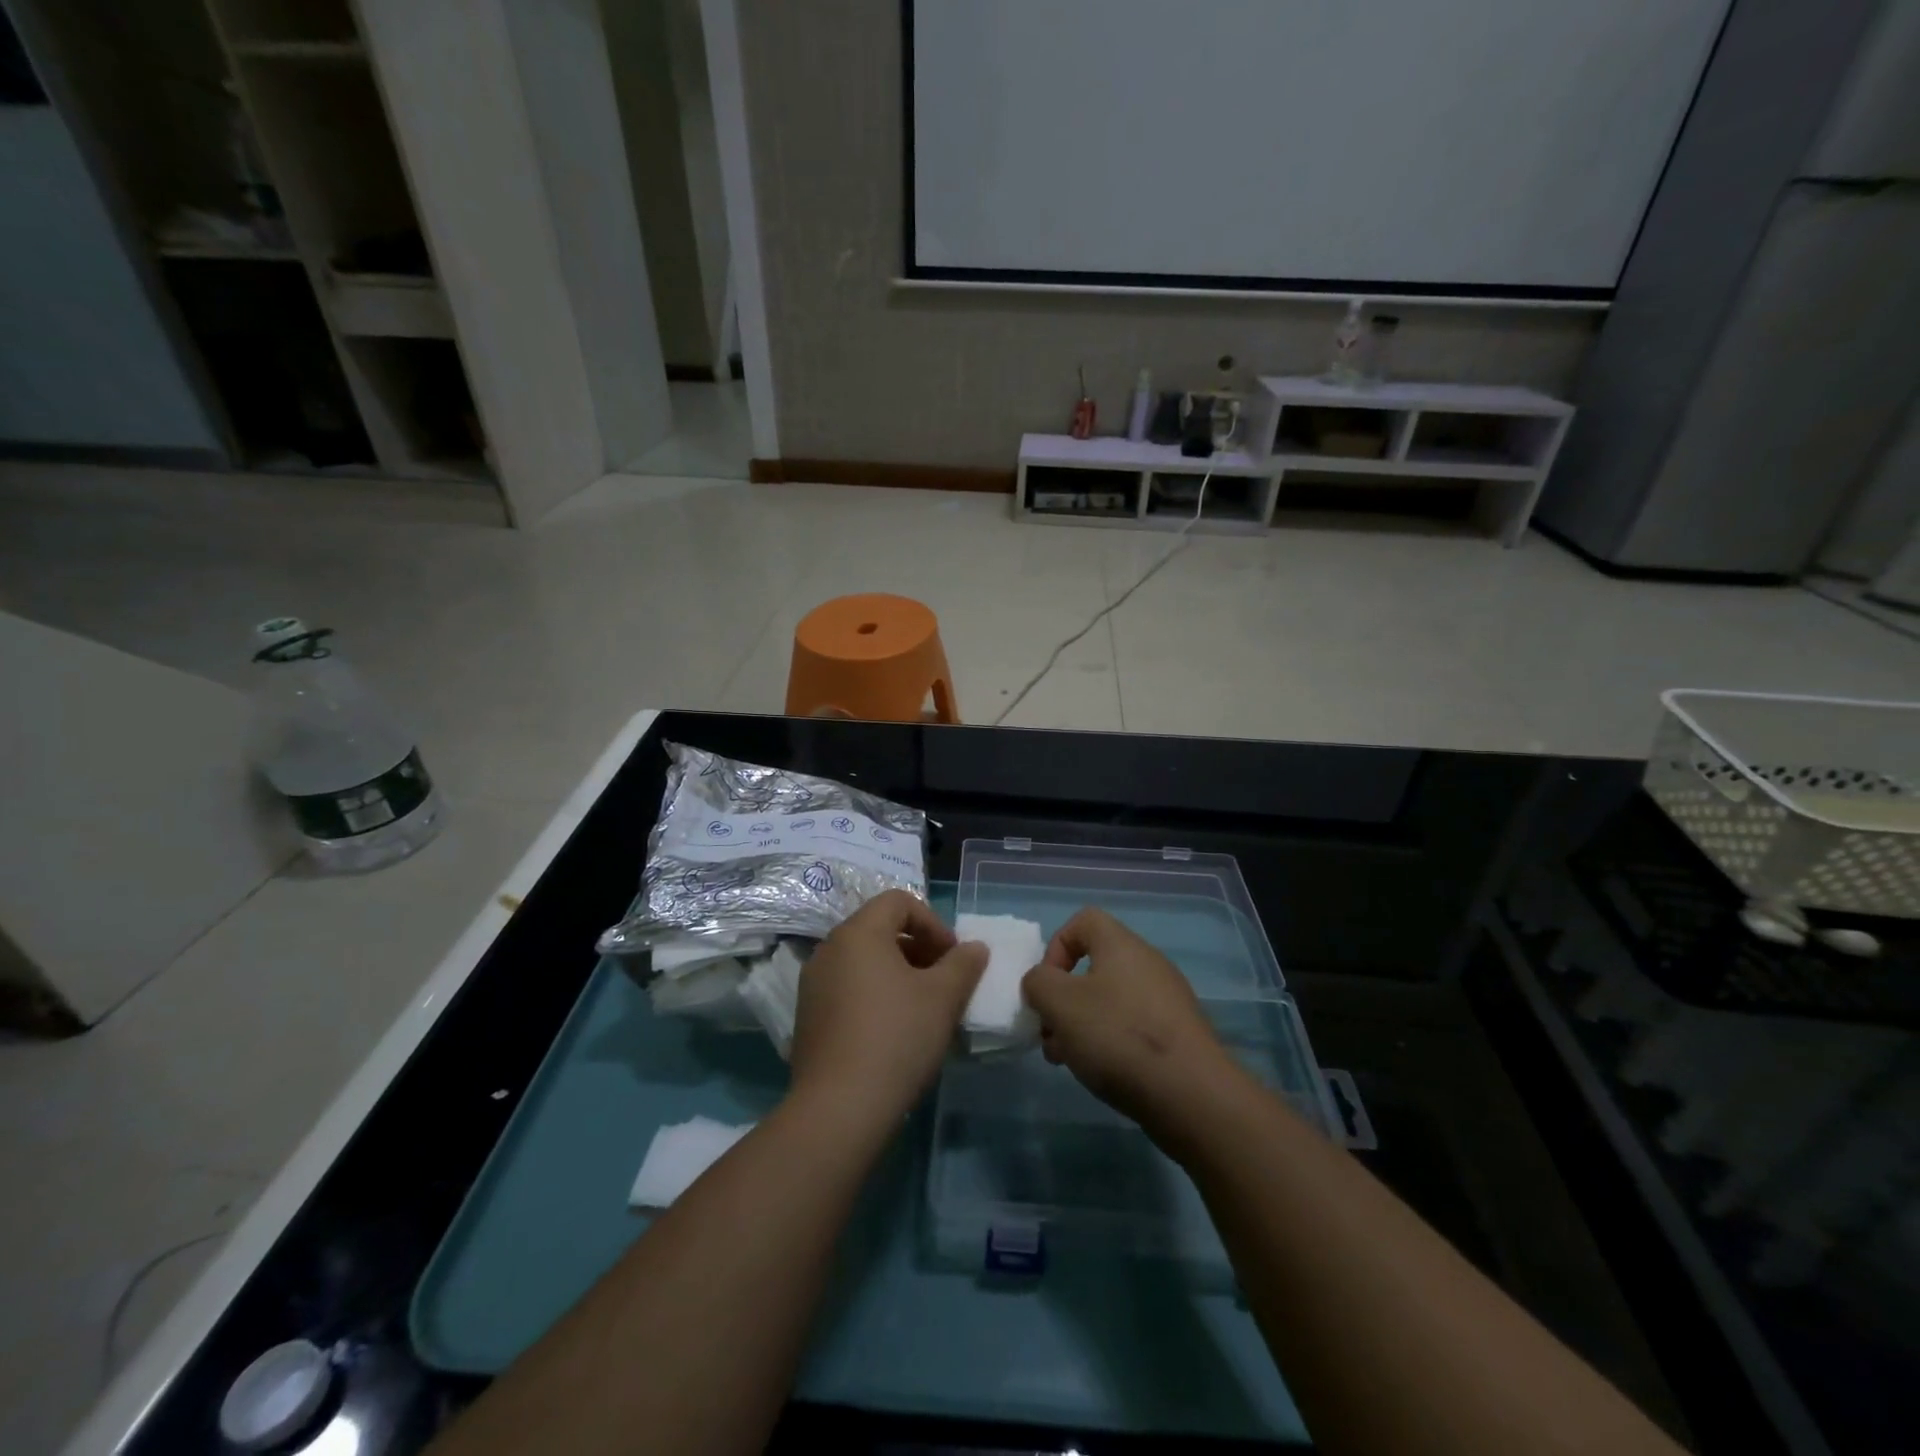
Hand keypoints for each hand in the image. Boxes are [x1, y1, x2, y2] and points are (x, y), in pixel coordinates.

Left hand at [789, 890, 987, 1128]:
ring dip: (897, 973)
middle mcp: (829, 950)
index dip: (933, 922)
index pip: (898, 901)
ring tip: (922, 1008)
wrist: (840, 1108)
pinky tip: (894, 1032)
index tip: (952, 958)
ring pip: (863, 962)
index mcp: (858, 933)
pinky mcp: (807, 1018)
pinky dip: (874, 996)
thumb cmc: (897, 1037)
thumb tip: (974, 948)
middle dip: (918, 948)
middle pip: (879, 929)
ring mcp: (813, 985)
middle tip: (943, 981)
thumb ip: (963, 964)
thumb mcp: (944, 997)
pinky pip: (847, 989)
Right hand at [1021, 907, 1235, 1134]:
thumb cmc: (1118, 1036)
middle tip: (1050, 1034)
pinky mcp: (1177, 1035)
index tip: (1047, 986)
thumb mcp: (1060, 1003)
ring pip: (1109, 1001)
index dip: (1056, 948)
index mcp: (1121, 945)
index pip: (1082, 921)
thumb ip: (1038, 983)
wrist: (1192, 1095)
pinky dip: (1109, 1043)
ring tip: (1068, 1060)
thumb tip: (1041, 982)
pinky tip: (1101, 1073)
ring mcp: (1166, 1000)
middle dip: (1063, 998)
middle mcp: (1147, 963)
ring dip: (1081, 1025)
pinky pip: (1132, 1026)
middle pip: (1093, 966)